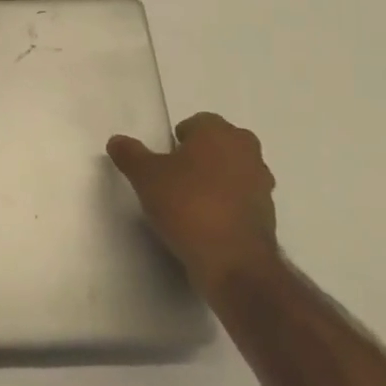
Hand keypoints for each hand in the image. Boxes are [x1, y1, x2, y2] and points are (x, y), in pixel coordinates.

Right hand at [108, 113, 279, 292]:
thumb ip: (130, 154)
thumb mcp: (146, 177)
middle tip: (174, 179)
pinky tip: (206, 226)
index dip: (178, 140)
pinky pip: (241, 201)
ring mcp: (262, 184)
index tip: (163, 162)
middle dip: (199, 158)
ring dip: (215, 183)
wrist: (234, 263)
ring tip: (189, 205)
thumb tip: (117, 141)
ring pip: (232, 173)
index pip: (197, 122)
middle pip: (218, 146)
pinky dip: (226, 207)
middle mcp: (247, 151)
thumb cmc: (188, 205)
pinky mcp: (269, 216)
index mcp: (220, 133)